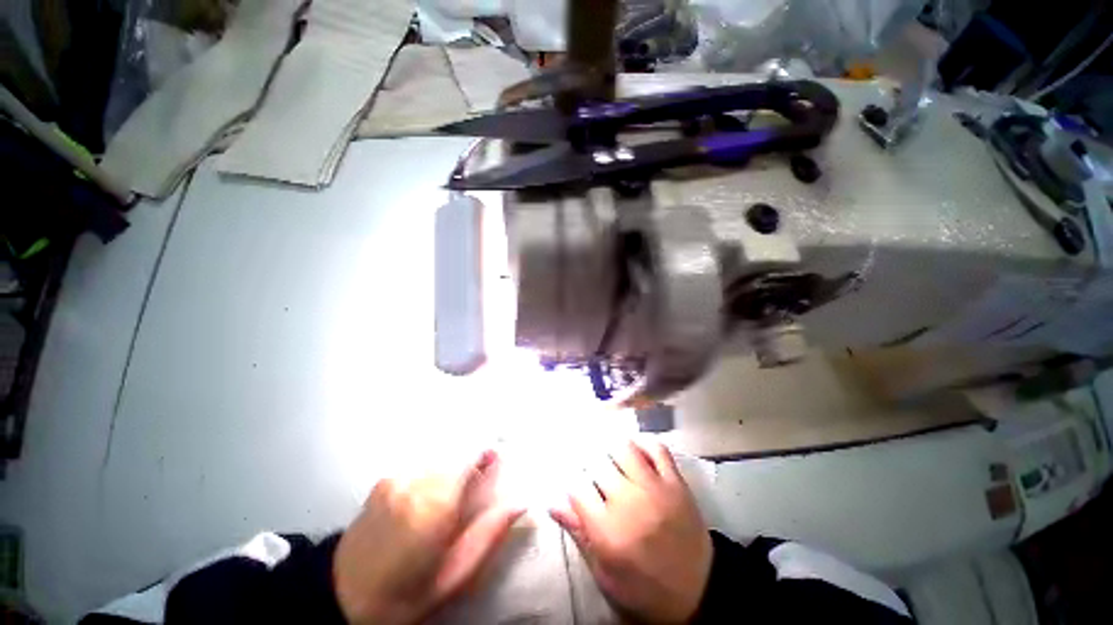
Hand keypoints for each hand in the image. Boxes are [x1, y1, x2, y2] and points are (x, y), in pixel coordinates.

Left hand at [333, 450, 523, 624]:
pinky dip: (434, 477)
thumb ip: (489, 534)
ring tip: (447, 503)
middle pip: (458, 457)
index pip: (473, 462)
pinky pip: (423, 467)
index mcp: (435, 508)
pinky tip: (426, 501)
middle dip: (472, 467)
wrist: (344, 595)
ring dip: (452, 473)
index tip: (497, 461)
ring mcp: (397, 478)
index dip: (489, 460)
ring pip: (441, 461)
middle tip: (473, 492)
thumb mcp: (455, 575)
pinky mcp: (385, 479)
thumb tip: (519, 502)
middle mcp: (415, 484)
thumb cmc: (406, 594)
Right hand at [551, 440, 711, 623]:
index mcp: (609, 531)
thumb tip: (553, 502)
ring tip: (610, 457)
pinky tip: (635, 451)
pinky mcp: (676, 483)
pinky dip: (643, 443)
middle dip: (588, 462)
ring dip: (611, 449)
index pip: (577, 486)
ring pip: (624, 448)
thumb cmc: (644, 587)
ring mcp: (656, 489)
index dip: (570, 480)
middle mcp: (630, 503)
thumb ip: (579, 533)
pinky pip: (657, 449)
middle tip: (590, 468)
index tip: (573, 481)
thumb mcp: (605, 571)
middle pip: (597, 462)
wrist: (698, 592)